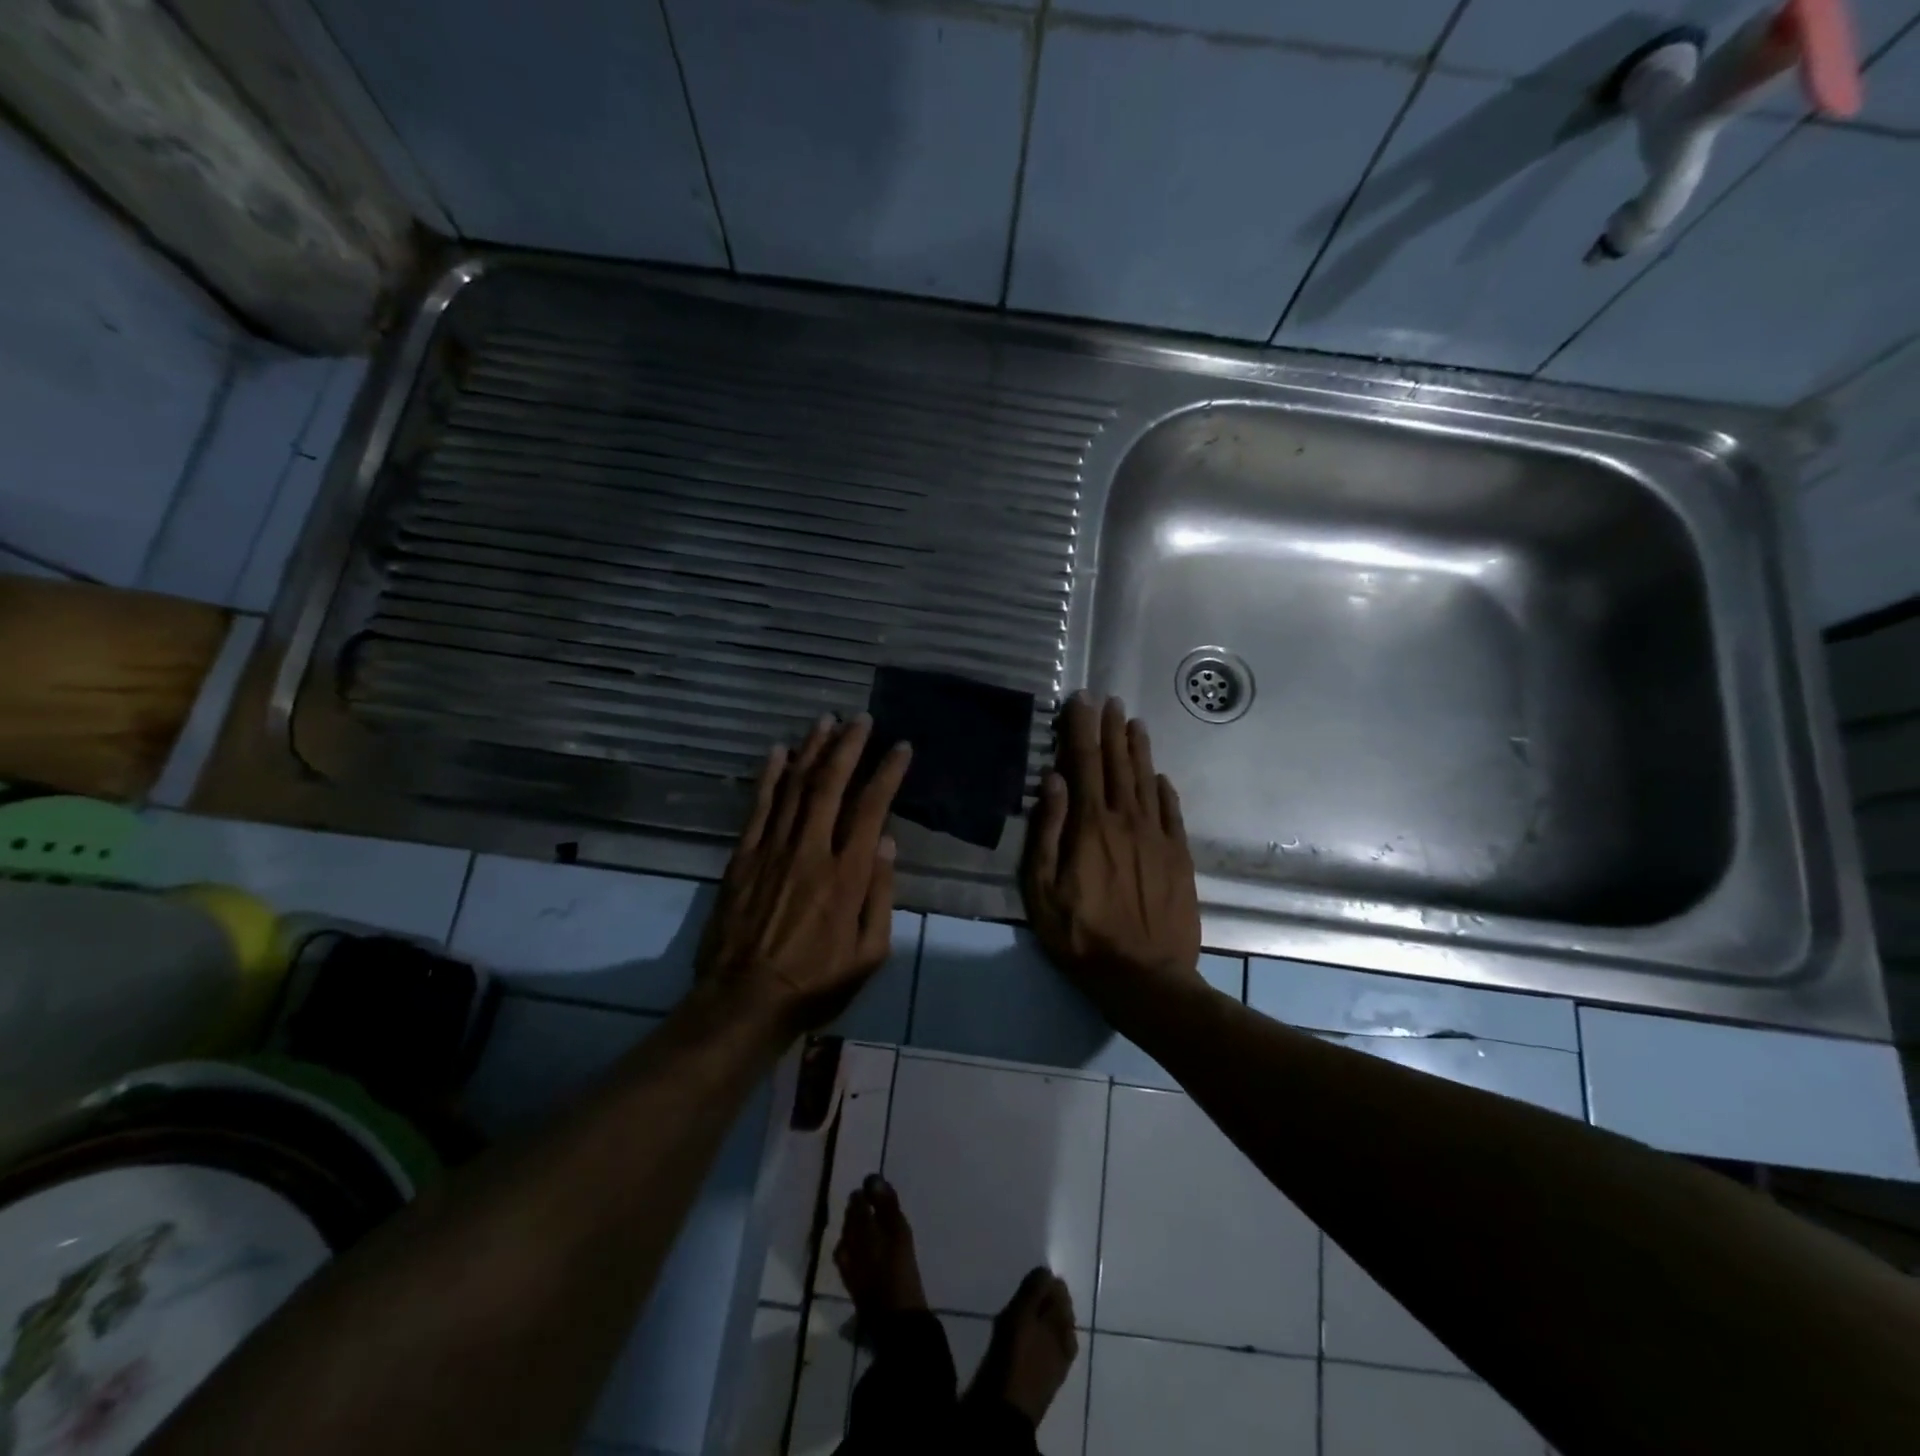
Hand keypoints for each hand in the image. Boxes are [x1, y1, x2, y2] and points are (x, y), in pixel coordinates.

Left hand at [697, 714, 910, 1035]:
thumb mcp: (870, 953)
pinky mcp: (743, 858)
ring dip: (812, 750)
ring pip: (795, 787)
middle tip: (861, 718)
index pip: (871, 808)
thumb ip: (881, 895)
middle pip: (831, 785)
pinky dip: (769, 777)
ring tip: (825, 721)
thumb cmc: (817, 982)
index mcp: (847, 875)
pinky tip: (779, 751)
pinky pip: (758, 808)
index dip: (887, 773)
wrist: (745, 1000)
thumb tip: (886, 843)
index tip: (900, 747)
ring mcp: (772, 850)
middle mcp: (811, 851)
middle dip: (848, 746)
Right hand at [1022, 694, 1202, 1022]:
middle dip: (1111, 729)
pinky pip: (1172, 812)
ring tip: (1133, 722)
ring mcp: (1157, 837)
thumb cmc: (1082, 937)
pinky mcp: (1179, 856)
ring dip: (1139, 750)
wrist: (1146, 976)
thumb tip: (1052, 781)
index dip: (1081, 729)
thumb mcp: (1043, 891)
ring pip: (1147, 781)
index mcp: (1091, 826)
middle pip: (1118, 765)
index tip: (1080, 701)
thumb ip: (1047, 833)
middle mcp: (1127, 820)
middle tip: (1109, 700)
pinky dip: (1165, 789)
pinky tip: (1160, 776)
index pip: (1085, 763)